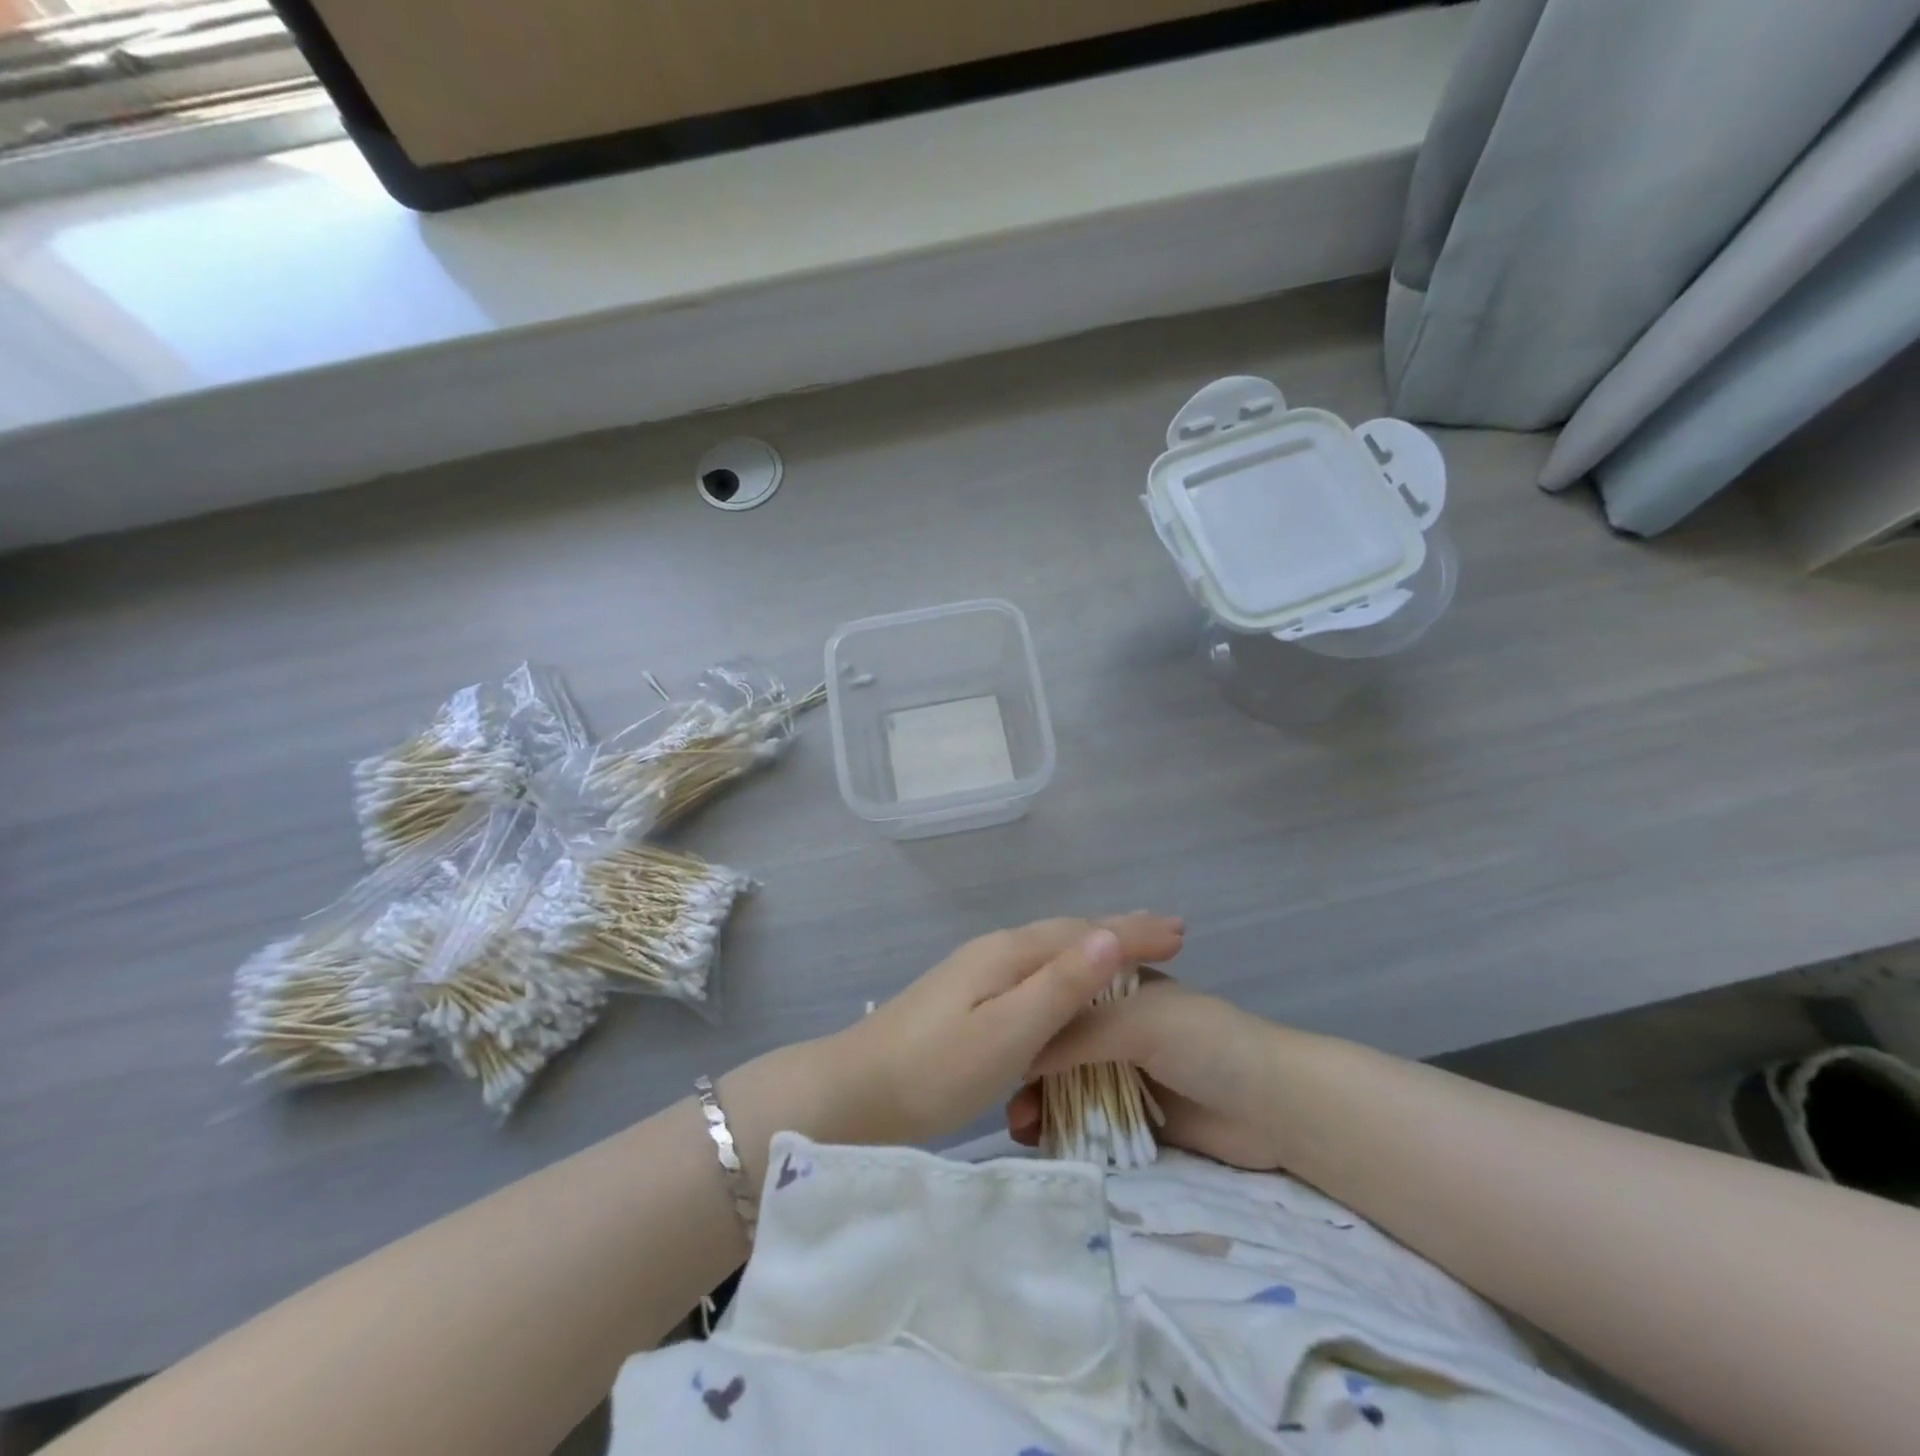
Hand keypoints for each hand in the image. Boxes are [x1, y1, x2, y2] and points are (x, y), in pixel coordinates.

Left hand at [814, 914, 1185, 1147]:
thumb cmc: (934, 1070)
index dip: (1133, 932)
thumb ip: (1058, 986)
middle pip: (1067, 932)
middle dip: (1118, 931)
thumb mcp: (1006, 1033)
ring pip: (1048, 949)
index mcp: (1009, 954)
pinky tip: (1065, 985)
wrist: (853, 1091)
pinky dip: (1064, 968)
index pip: (1084, 933)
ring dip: (1092, 947)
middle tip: (1167, 934)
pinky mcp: (966, 995)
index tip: (1182, 931)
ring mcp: (976, 970)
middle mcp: (995, 950)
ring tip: (1128, 952)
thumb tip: (1109, 937)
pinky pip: (1032, 968)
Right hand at [1007, 973, 1284, 1170]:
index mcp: (1117, 990)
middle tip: (1003, 1099)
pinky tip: (1039, 1142)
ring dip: (1041, 1102)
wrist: (1276, 1107)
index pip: (1058, 997)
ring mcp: (1126, 1074)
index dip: (1026, 1018)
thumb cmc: (1205, 1043)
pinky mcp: (1137, 1119)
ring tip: (1017, 1128)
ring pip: (1069, 1086)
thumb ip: (1075, 1034)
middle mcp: (1116, 1028)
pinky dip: (1065, 1130)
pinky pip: (1091, 1122)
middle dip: (1028, 1069)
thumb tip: (1015, 1052)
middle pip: (1058, 1045)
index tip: (994, 1043)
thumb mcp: (1136, 1022)